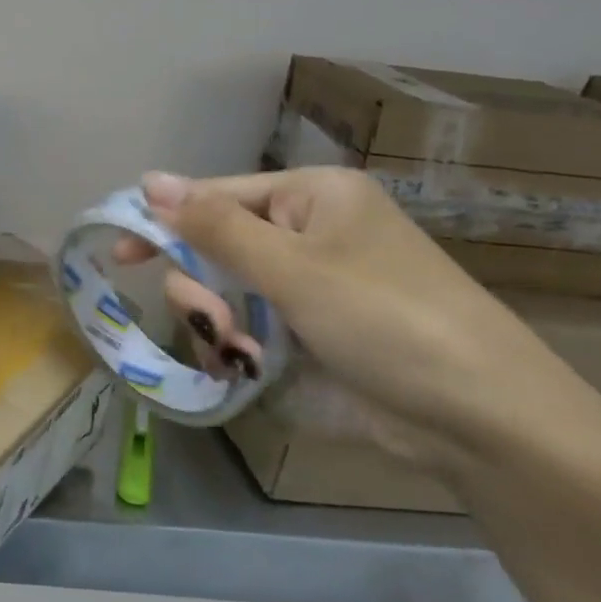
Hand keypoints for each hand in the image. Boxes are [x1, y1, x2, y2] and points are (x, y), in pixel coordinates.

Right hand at [121, 168, 582, 467]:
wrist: (480, 422)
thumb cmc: (387, 320)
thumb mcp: (292, 268)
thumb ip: (212, 226)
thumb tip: (147, 180)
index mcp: (311, 198)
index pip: (215, 196)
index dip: (163, 222)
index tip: (121, 256)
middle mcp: (306, 234)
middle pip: (212, 246)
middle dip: (201, 285)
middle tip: (215, 320)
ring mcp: (306, 287)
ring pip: (221, 291)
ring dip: (217, 320)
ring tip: (242, 351)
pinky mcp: (306, 333)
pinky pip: (244, 326)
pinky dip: (236, 346)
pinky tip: (247, 366)